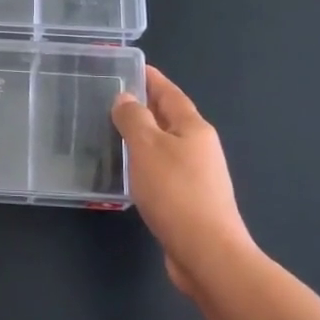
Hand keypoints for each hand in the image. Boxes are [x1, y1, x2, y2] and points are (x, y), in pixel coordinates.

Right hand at [113, 66, 256, 295]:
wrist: (207, 253)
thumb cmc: (176, 192)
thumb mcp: (147, 147)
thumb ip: (133, 119)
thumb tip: (125, 98)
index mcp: (194, 128)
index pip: (169, 93)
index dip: (150, 79)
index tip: (130, 67)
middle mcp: (200, 147)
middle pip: (170, 118)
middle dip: (145, 106)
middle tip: (112, 99)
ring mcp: (198, 176)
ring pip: (166, 146)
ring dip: (144, 137)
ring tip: (114, 132)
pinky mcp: (190, 201)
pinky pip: (164, 170)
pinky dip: (146, 163)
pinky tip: (129, 172)